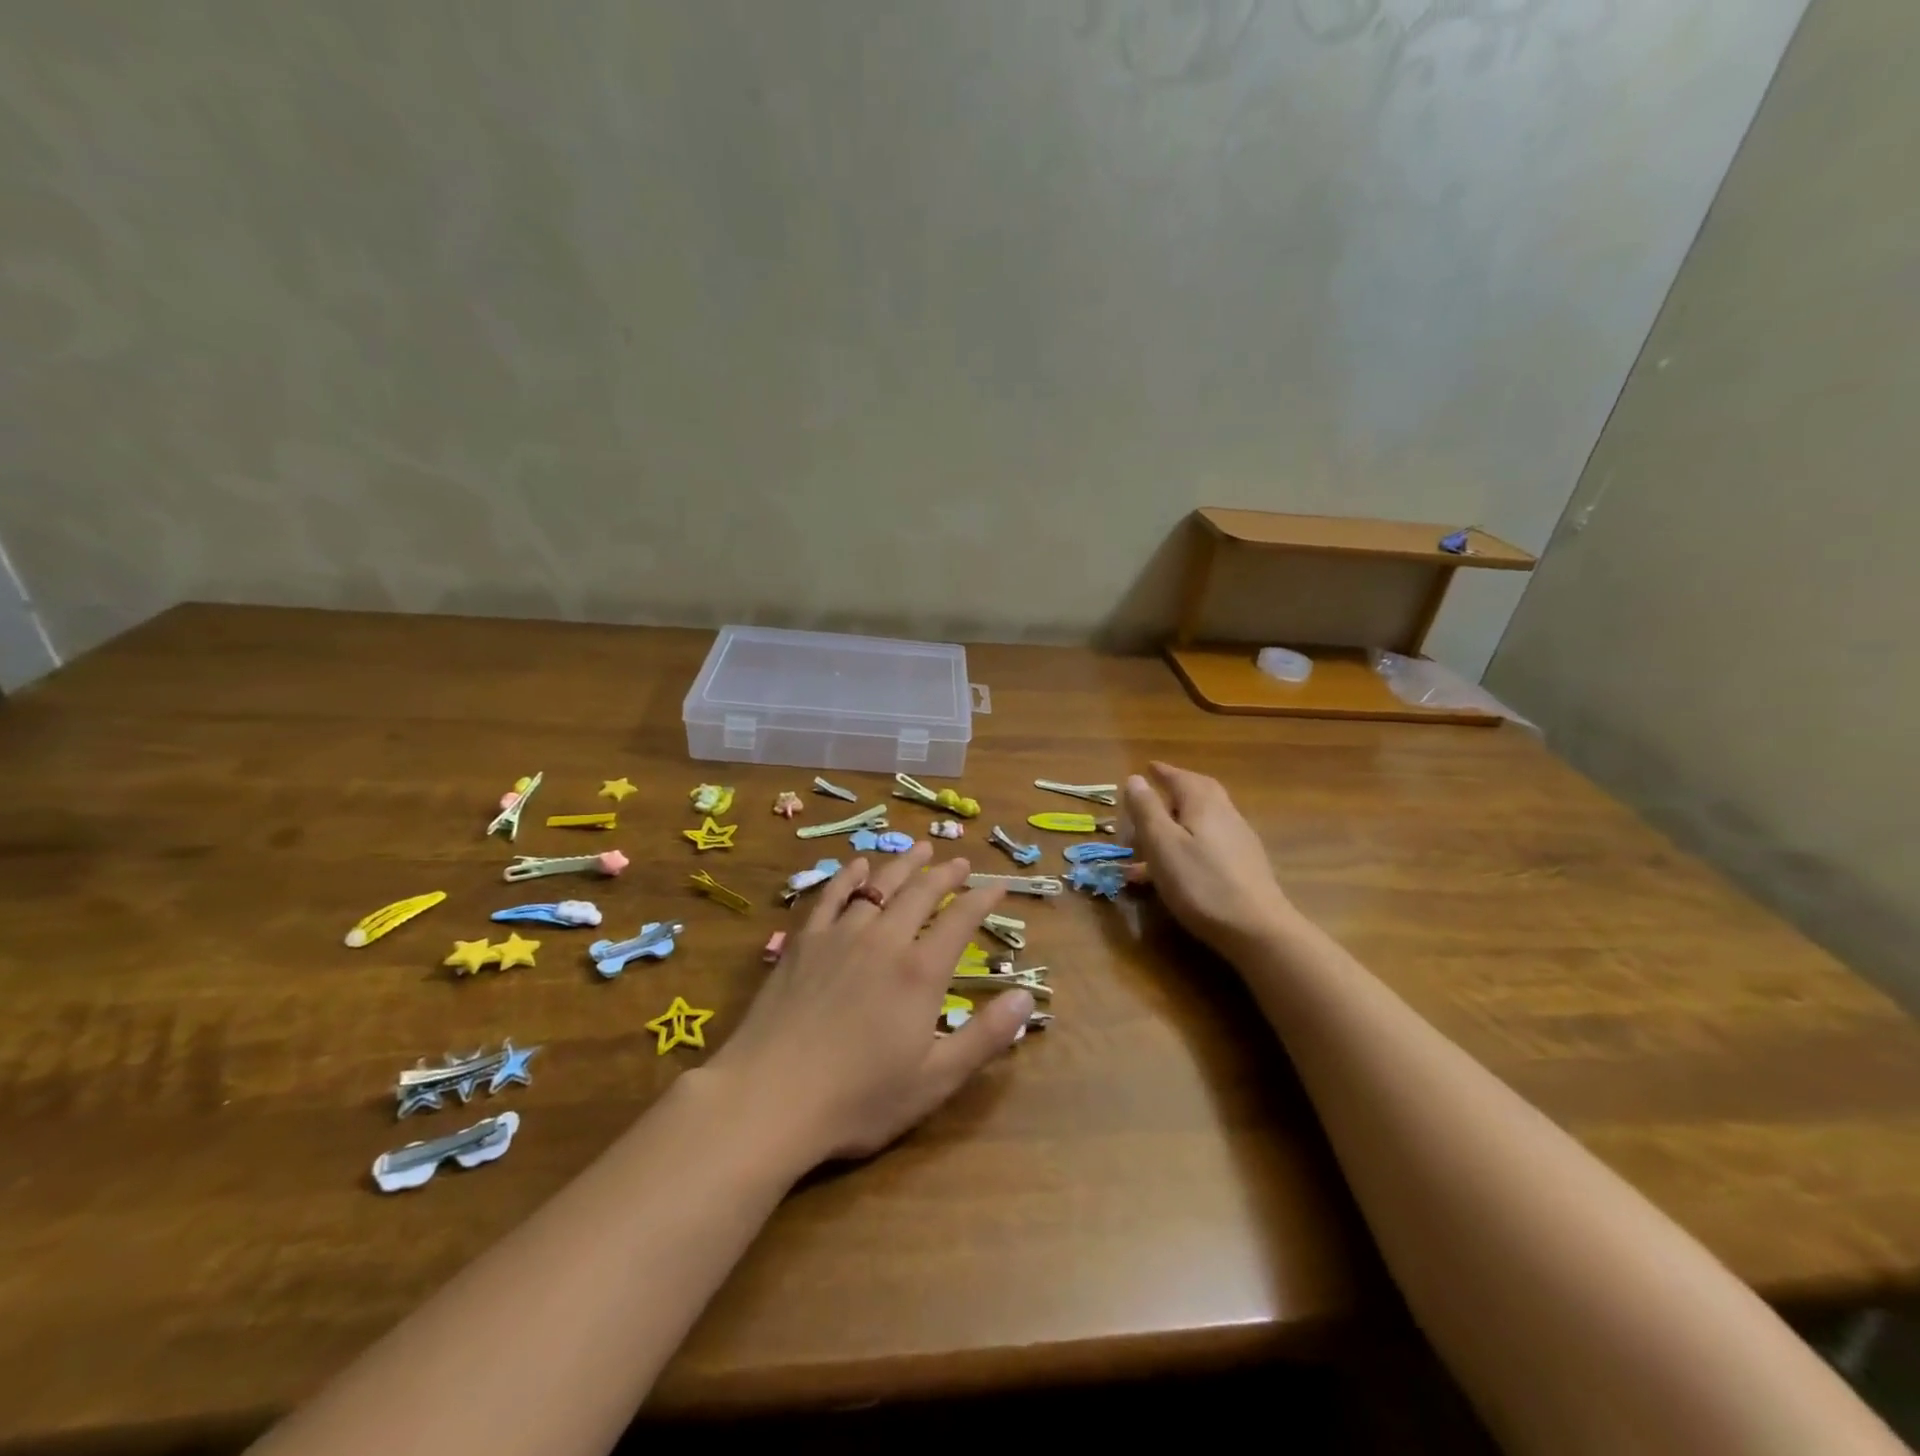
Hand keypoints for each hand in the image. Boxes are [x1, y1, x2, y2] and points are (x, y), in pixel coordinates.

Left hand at [704, 843, 1031, 1166]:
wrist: (770, 1097)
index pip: (960, 921)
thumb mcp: (935, 1079)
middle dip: (946, 875)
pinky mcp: (803, 942)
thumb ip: (985, 1036)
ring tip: (921, 849)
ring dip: (904, 865)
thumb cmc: (859, 1098)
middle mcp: (884, 941)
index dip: (983, 900)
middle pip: (921, 893)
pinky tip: (858, 865)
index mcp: (920, 972)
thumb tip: (1027, 997)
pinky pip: (831, 896)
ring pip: (879, 886)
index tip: (998, 886)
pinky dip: (848, 876)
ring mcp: (840, 936)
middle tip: (961, 863)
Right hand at [1123, 761, 1296, 954]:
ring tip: (1154, 837)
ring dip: (1178, 821)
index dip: (1163, 772)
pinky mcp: (1243, 868)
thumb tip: (1136, 778)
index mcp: (1203, 805)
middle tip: (1157, 791)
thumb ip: (1147, 810)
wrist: (1257, 930)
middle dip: (1177, 789)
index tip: (1148, 767)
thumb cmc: (1201, 883)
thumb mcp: (1162, 844)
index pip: (1181, 778)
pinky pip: (1208, 845)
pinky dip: (1187, 845)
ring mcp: (1238, 842)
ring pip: (1203, 821)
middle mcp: (1225, 816)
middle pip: (1200, 793)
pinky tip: (1174, 869)